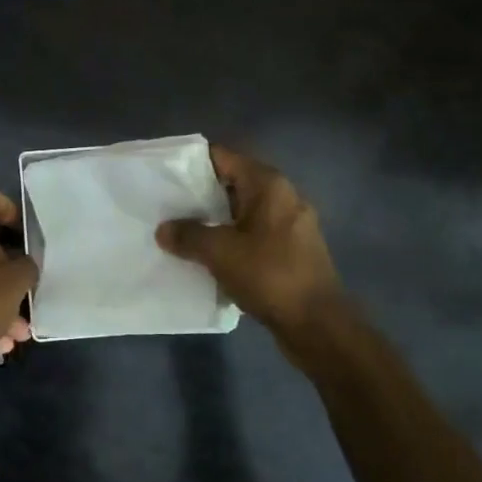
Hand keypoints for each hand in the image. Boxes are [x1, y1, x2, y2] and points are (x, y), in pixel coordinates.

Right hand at [156, 145, 346, 337]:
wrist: (317, 325)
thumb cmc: (269, 275)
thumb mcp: (219, 252)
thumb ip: (188, 235)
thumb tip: (164, 230)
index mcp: (268, 185)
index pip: (223, 157)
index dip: (192, 163)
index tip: (165, 176)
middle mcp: (283, 196)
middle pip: (232, 183)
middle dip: (199, 195)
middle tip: (166, 206)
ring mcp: (290, 225)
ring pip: (242, 212)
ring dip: (214, 221)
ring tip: (181, 232)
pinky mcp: (291, 251)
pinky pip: (253, 234)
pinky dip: (231, 240)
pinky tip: (208, 256)